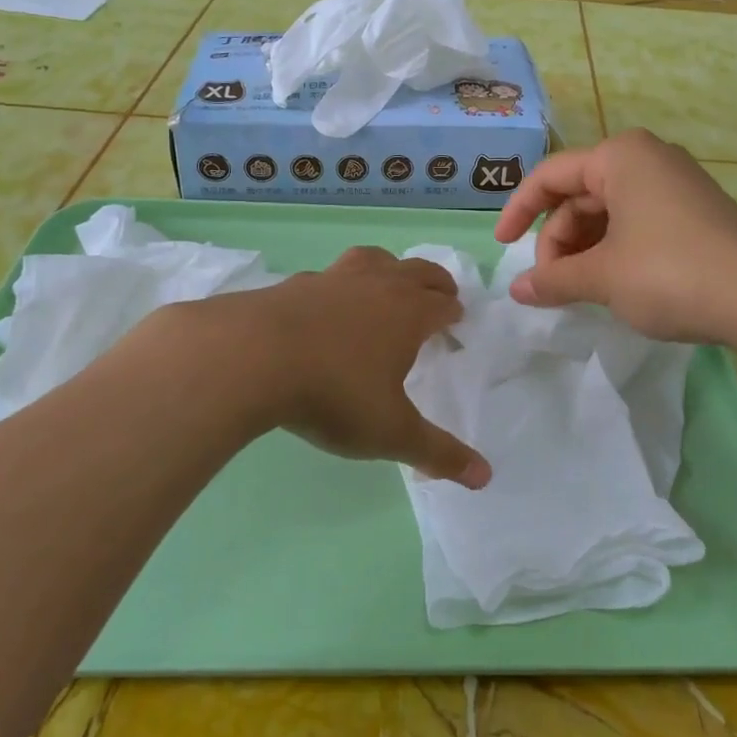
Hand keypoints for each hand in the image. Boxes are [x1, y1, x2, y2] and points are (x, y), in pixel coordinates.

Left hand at [184, 247, 490, 488]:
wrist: (251, 358)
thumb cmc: (334, 393)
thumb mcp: (391, 432)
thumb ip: (438, 453)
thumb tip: (485, 477)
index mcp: (408, 313)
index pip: (443, 304)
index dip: (454, 312)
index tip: (458, 321)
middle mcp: (376, 285)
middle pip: (417, 272)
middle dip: (434, 282)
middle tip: (441, 294)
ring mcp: (333, 279)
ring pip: (373, 260)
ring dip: (389, 268)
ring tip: (388, 280)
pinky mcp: (294, 284)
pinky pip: (327, 276)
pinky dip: (338, 285)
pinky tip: (325, 304)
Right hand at [493, 130, 736, 342]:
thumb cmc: (669, 273)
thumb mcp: (602, 277)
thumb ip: (553, 279)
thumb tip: (516, 291)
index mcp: (620, 156)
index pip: (551, 176)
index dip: (519, 211)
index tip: (503, 248)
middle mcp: (647, 158)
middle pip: (580, 195)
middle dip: (558, 240)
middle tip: (552, 286)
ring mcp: (674, 184)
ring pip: (607, 212)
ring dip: (584, 250)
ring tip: (579, 291)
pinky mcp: (693, 212)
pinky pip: (635, 222)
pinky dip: (613, 251)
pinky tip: (612, 285)